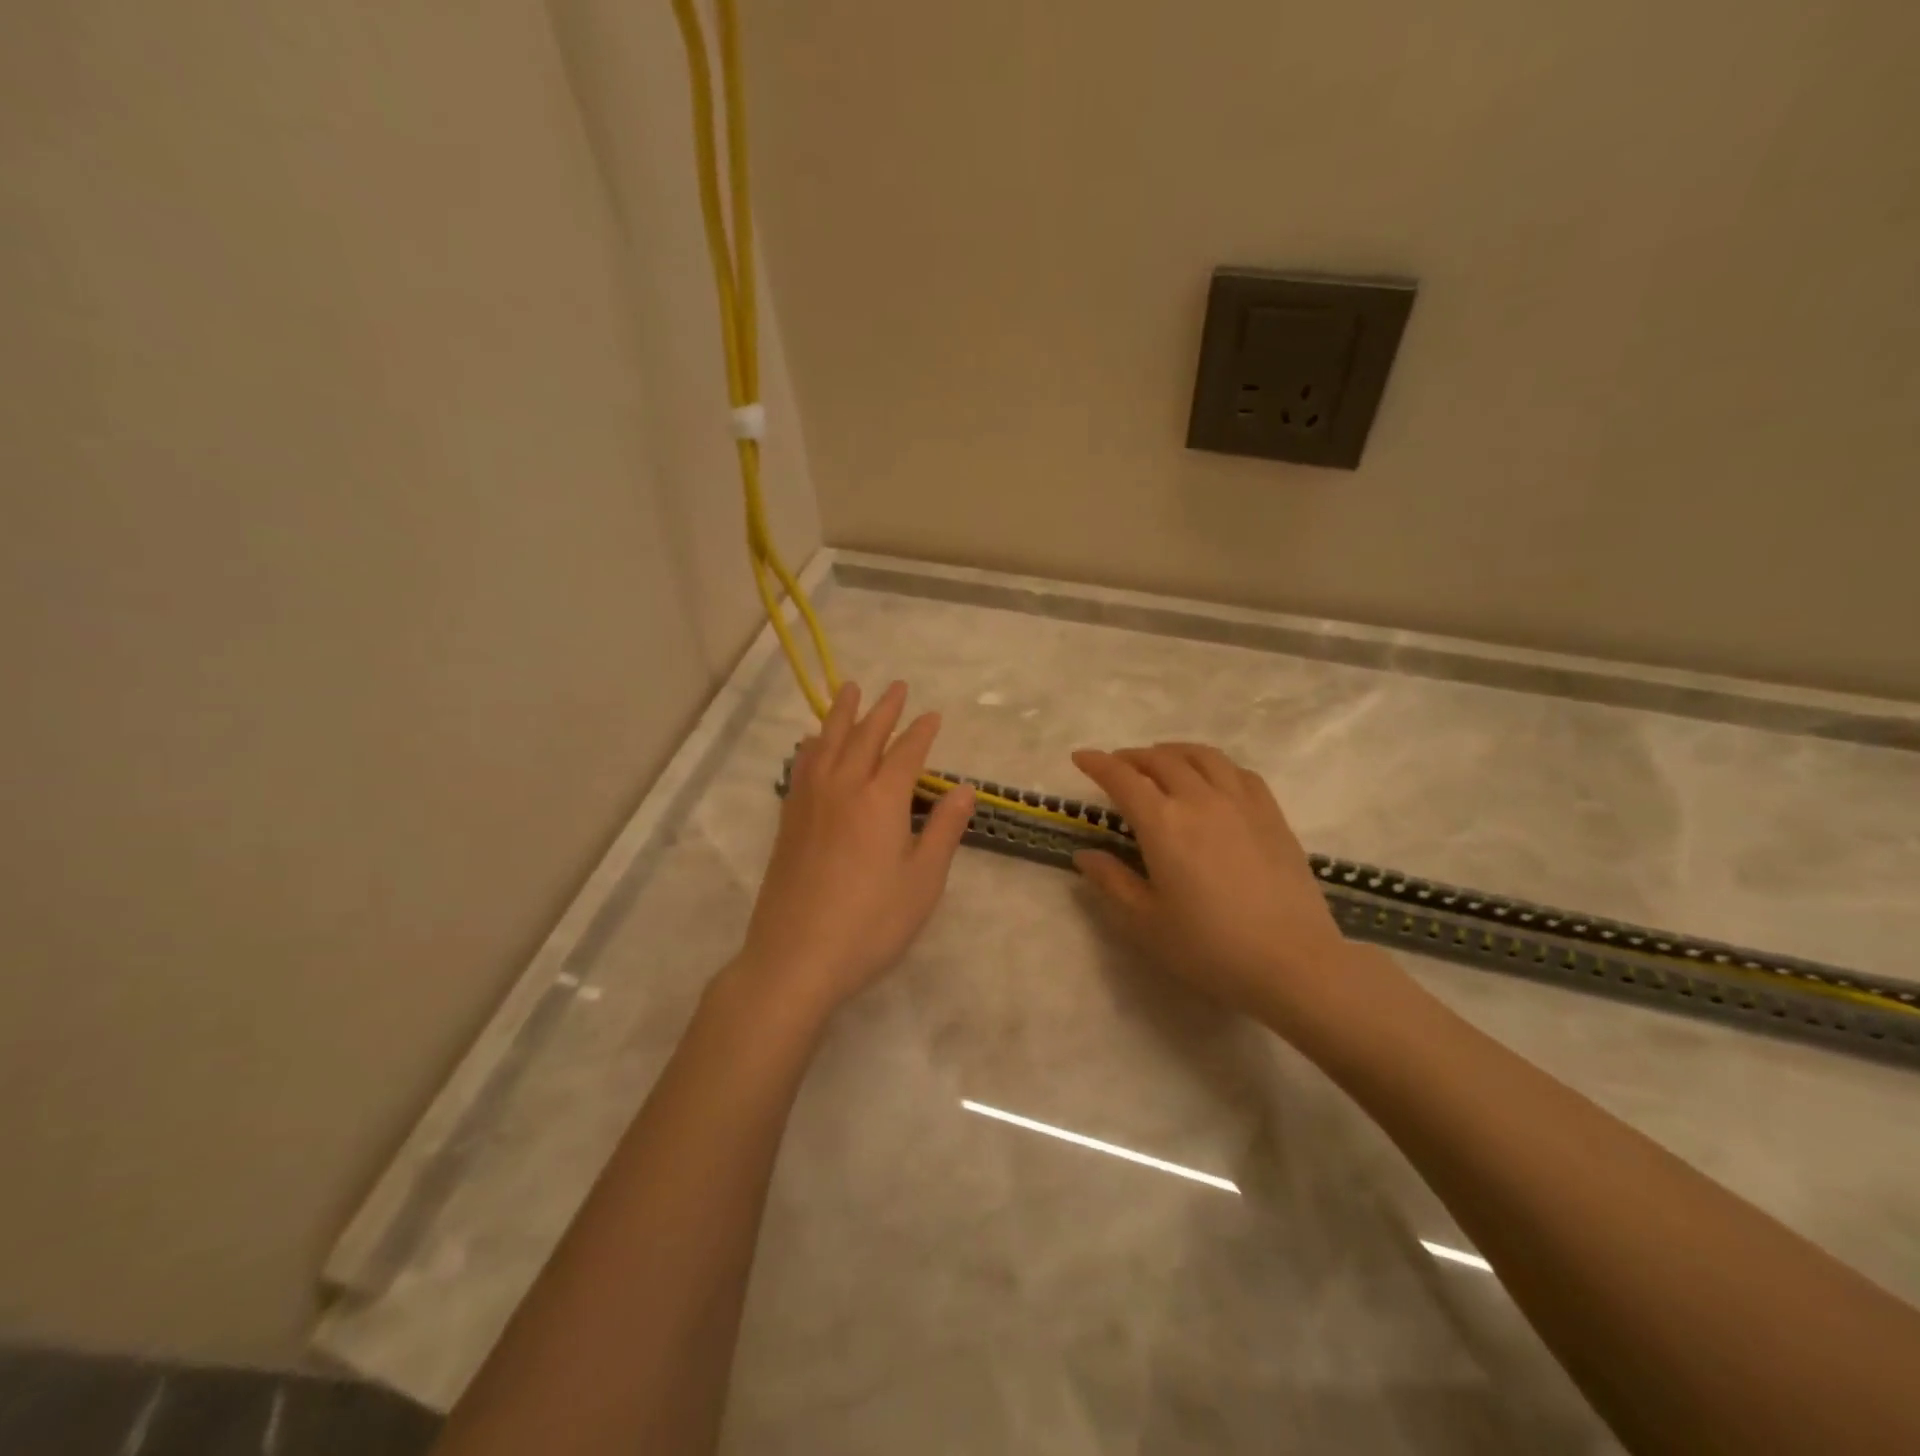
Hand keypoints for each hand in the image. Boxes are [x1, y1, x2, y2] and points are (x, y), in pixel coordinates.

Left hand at [737, 681, 974, 1016]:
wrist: (796, 958)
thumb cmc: (870, 924)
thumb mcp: (922, 882)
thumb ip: (943, 830)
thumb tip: (966, 790)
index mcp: (881, 800)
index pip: (906, 753)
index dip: (922, 732)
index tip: (933, 714)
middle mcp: (843, 788)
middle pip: (864, 736)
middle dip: (883, 709)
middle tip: (896, 687)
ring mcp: (809, 802)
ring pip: (828, 742)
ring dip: (842, 713)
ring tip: (850, 690)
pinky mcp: (789, 820)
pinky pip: (802, 765)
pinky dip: (813, 744)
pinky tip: (813, 742)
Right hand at [1072, 743, 1361, 1024]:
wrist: (1293, 963)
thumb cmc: (1209, 947)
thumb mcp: (1146, 922)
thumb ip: (1112, 882)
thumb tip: (1086, 854)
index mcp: (1163, 824)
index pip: (1122, 778)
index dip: (1098, 763)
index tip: (1081, 756)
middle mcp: (1200, 800)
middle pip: (1160, 760)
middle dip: (1132, 756)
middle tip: (1117, 765)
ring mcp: (1241, 803)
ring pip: (1202, 757)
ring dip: (1173, 752)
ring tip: (1161, 761)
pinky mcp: (1272, 814)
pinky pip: (1238, 772)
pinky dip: (1214, 765)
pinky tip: (1211, 779)